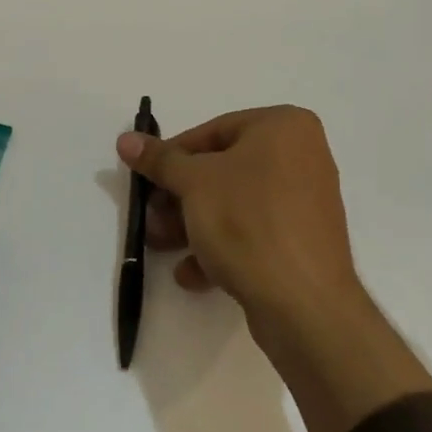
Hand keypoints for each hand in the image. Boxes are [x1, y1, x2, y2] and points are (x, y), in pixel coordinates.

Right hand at [119, 106, 359, 336]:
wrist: (305, 305)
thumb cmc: (248, 222)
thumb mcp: (193, 184)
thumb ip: (160, 160)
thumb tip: (126, 140)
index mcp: (284, 127)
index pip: (213, 131)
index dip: (173, 157)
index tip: (147, 181)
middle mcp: (302, 156)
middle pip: (223, 170)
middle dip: (181, 197)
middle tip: (151, 218)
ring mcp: (305, 202)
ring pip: (235, 204)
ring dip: (193, 224)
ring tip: (162, 246)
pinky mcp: (303, 242)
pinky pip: (255, 233)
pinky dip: (222, 247)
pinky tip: (192, 274)